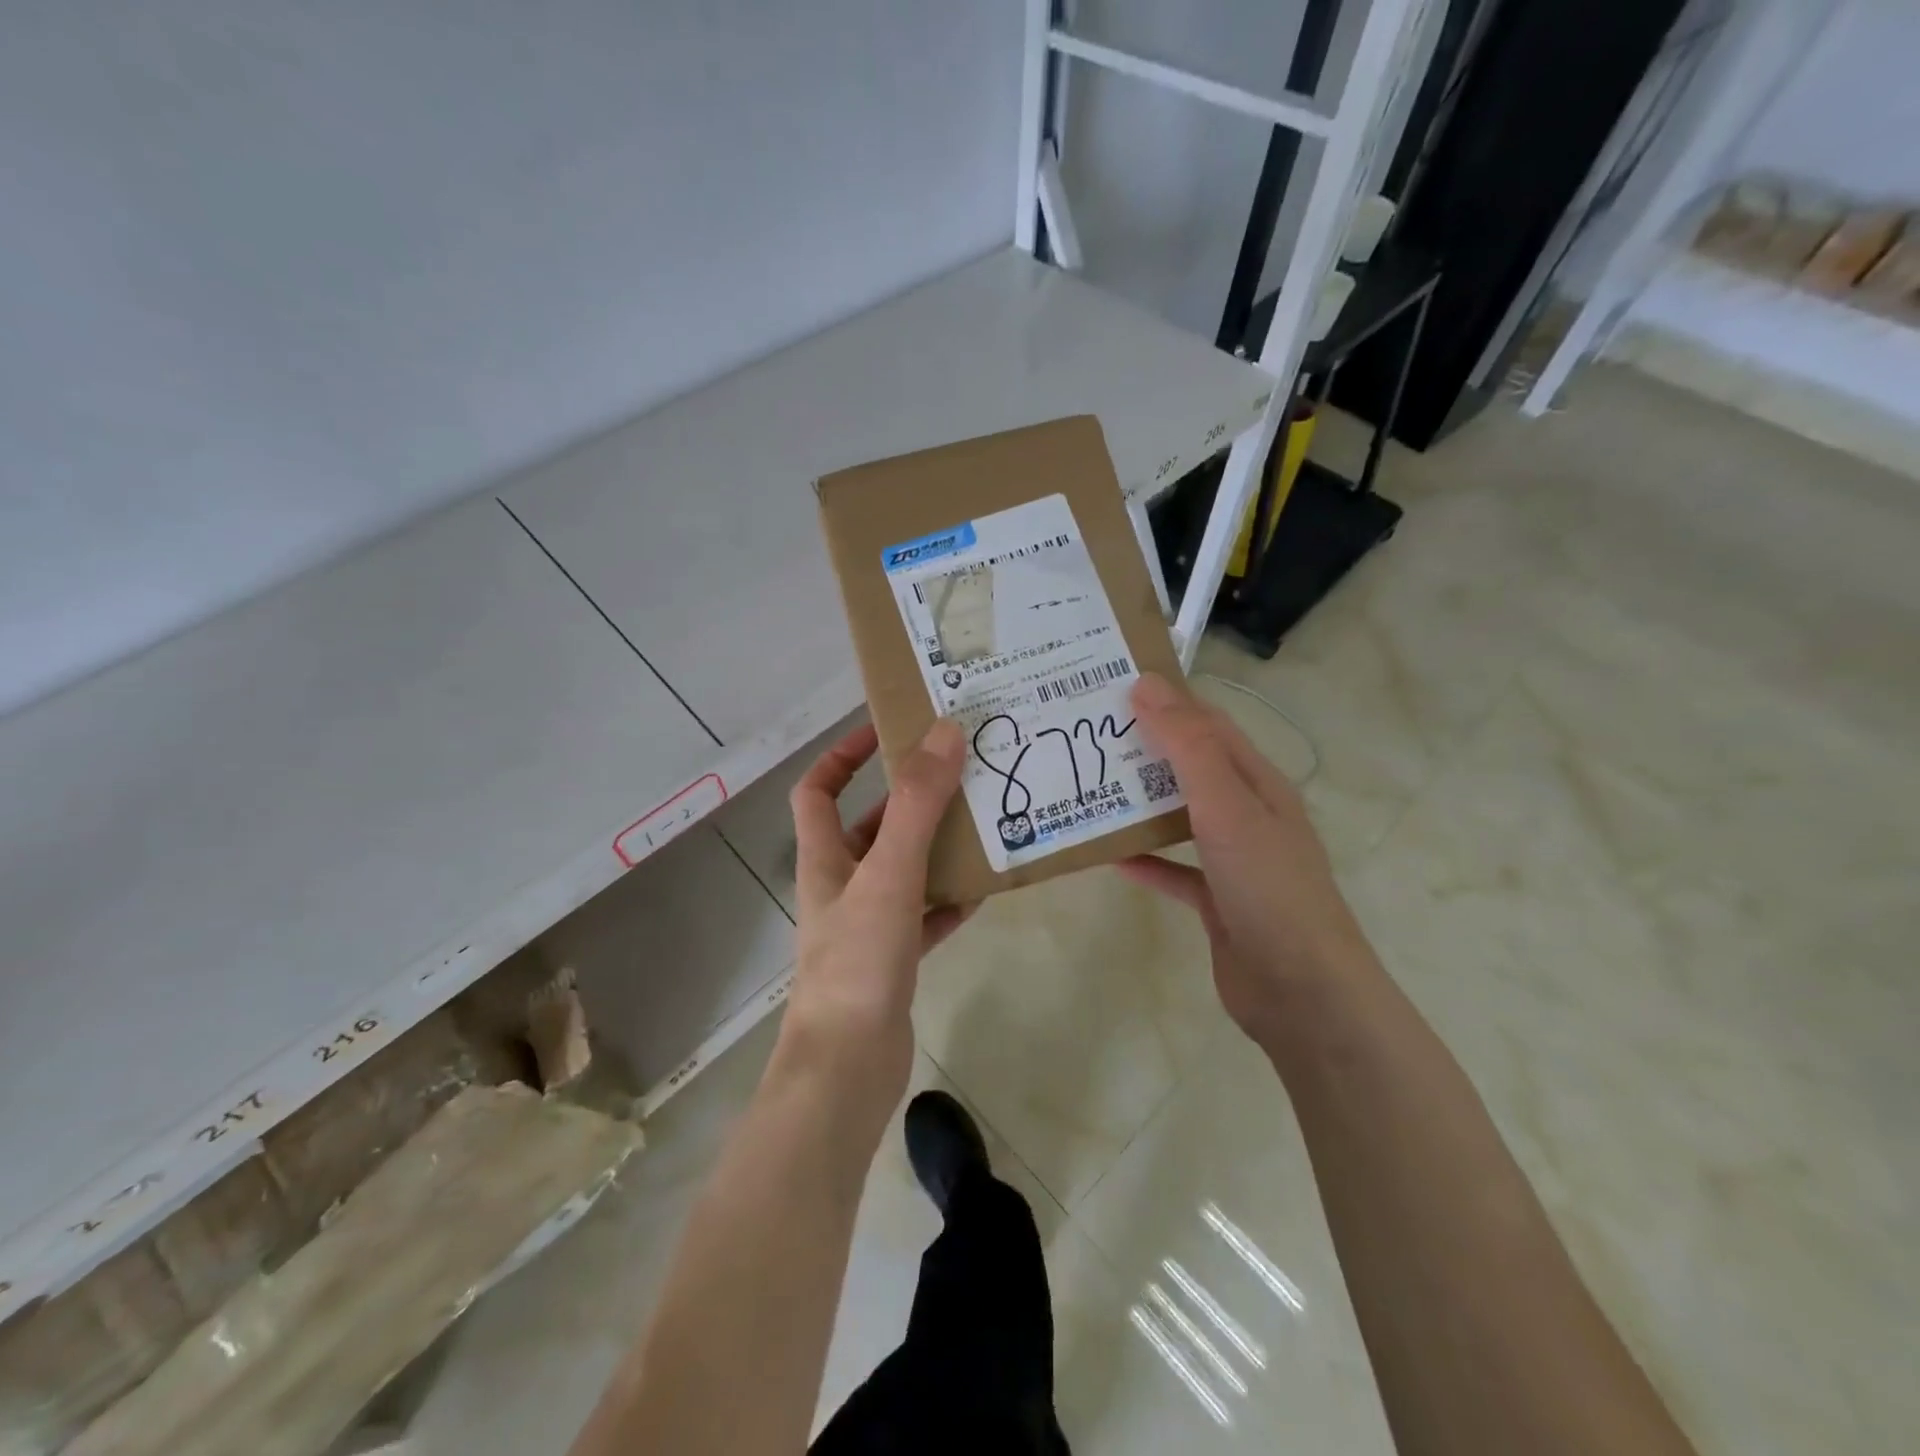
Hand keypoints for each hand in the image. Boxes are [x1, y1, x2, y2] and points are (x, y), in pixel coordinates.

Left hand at [781, 720, 970, 1104]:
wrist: (848, 1067)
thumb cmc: (858, 960)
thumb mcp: (889, 872)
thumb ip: (917, 804)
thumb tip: (944, 732)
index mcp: (825, 858)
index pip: (817, 789)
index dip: (842, 755)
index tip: (884, 731)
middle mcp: (841, 885)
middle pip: (870, 827)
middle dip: (909, 800)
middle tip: (959, 775)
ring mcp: (867, 924)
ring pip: (903, 871)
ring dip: (936, 848)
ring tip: (983, 823)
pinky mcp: (892, 959)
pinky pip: (924, 916)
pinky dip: (948, 901)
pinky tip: (983, 891)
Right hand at [1120, 673, 1376, 1040]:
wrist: (1302, 992)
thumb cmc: (1268, 886)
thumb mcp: (1227, 805)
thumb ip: (1188, 745)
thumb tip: (1147, 685)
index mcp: (1257, 782)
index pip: (1208, 724)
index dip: (1166, 700)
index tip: (1111, 685)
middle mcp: (1248, 814)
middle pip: (1191, 767)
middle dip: (1145, 749)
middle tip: (1087, 735)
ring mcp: (1234, 860)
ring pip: (1180, 817)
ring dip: (1140, 802)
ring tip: (1090, 786)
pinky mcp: (1217, 901)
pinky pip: (1175, 870)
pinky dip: (1146, 860)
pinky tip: (1111, 857)